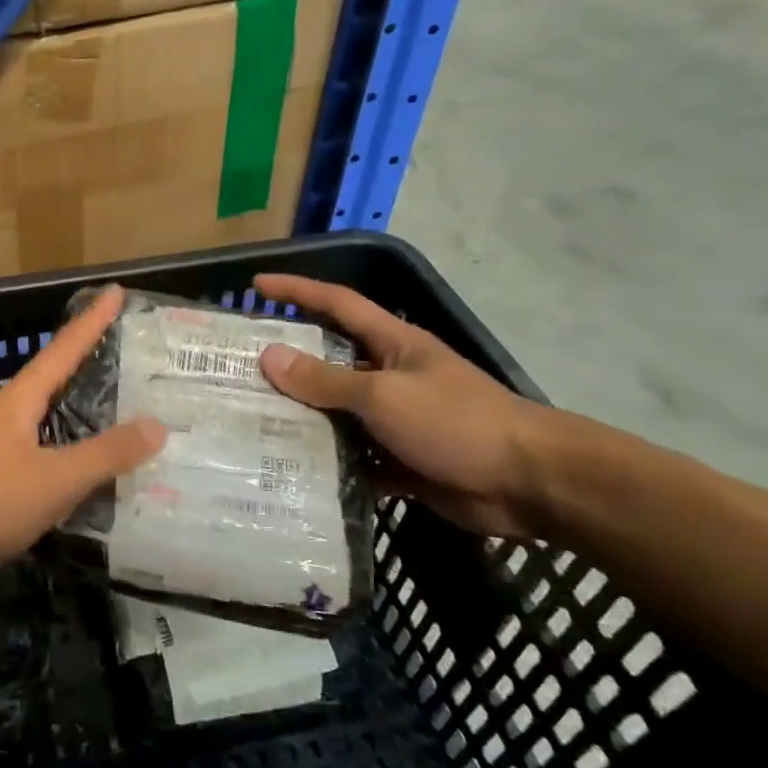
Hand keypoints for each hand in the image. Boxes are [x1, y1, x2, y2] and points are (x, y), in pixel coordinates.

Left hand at [0, 287, 166, 598]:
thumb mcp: (55, 479)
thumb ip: (105, 454)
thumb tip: (156, 425)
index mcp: (19, 401)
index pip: (63, 349)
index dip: (92, 321)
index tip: (115, 291)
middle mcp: (6, 415)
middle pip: (53, 377)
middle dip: (88, 360)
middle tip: (128, 350)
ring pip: (46, 417)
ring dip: (79, 408)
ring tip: (118, 405)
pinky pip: (40, 452)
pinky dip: (68, 450)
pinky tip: (85, 468)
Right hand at [254, 273, 553, 536]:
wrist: (531, 483)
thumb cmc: (457, 422)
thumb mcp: (384, 396)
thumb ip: (325, 380)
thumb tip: (269, 356)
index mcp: (392, 344)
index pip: (337, 304)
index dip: (298, 290)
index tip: (257, 284)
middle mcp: (389, 376)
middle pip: (328, 362)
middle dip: (285, 363)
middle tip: (236, 368)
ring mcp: (394, 420)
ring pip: (335, 413)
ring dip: (299, 418)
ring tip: (247, 421)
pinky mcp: (399, 460)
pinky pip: (350, 457)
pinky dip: (324, 462)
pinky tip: (287, 469)